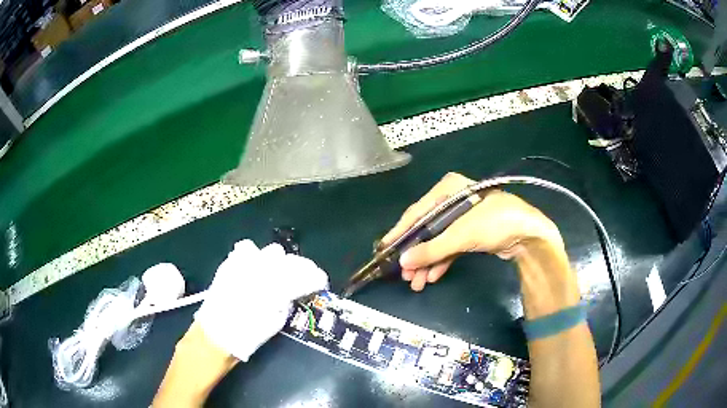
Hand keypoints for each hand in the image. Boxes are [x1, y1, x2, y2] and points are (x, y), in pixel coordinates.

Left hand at [194, 240, 328, 361]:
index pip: (305, 274)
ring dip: (277, 262)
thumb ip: (287, 302)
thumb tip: (293, 292)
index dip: (317, 277)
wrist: (215, 334)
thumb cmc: (248, 335)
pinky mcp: (230, 263)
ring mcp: (244, 264)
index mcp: (276, 288)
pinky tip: (255, 269)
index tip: (320, 282)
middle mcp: (261, 270)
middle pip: (290, 259)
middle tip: (300, 279)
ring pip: (271, 251)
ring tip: (275, 274)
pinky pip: (248, 249)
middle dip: (299, 268)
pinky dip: (255, 257)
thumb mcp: (276, 322)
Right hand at [381, 172, 563, 291]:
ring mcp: (462, 218)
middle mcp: (452, 200)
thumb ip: (431, 249)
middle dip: (416, 254)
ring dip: (427, 262)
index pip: (417, 212)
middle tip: (403, 274)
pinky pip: (449, 247)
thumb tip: (403, 262)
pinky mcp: (470, 233)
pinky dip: (441, 261)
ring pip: (437, 241)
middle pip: (426, 229)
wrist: (529, 234)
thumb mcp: (461, 235)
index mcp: (448, 189)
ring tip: (416, 282)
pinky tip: (432, 277)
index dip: (400, 232)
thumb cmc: (494, 223)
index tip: (384, 249)